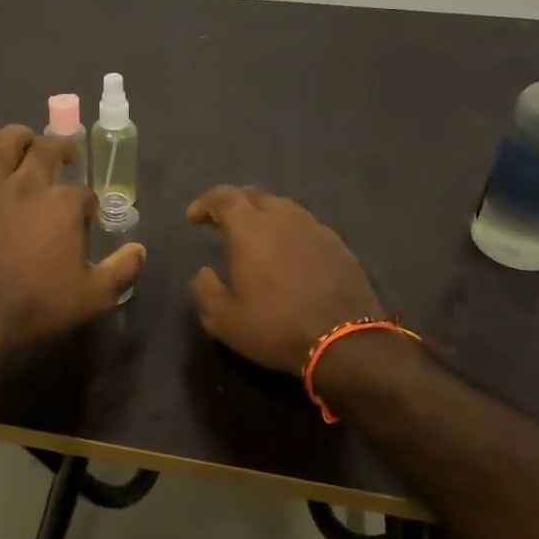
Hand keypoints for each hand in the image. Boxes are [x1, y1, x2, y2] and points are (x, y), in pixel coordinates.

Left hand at [0, 125, 145, 351]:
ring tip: (25, 146)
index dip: (89, 205)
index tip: (89, 220)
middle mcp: (28, 187)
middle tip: (68, 158)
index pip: (84, 193)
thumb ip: (122, 270)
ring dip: (16, 138)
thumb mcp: (96, 295)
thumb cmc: (41, 304)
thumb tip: (139, 250)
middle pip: (46, 147)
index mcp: (63, 204)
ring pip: (1, 143)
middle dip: (62, 147)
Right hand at [186, 185, 382, 374]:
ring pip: (283, 207)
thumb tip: (204, 272)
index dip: (205, 203)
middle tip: (222, 222)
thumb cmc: (275, 326)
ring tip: (256, 237)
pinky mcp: (338, 245)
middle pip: (254, 195)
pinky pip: (306, 226)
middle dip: (234, 204)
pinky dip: (289, 232)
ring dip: (264, 216)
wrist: (345, 342)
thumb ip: (204, 289)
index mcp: (250, 228)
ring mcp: (315, 228)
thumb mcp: (222, 318)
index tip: (193, 218)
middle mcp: (283, 218)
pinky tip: (288, 254)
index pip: (223, 197)